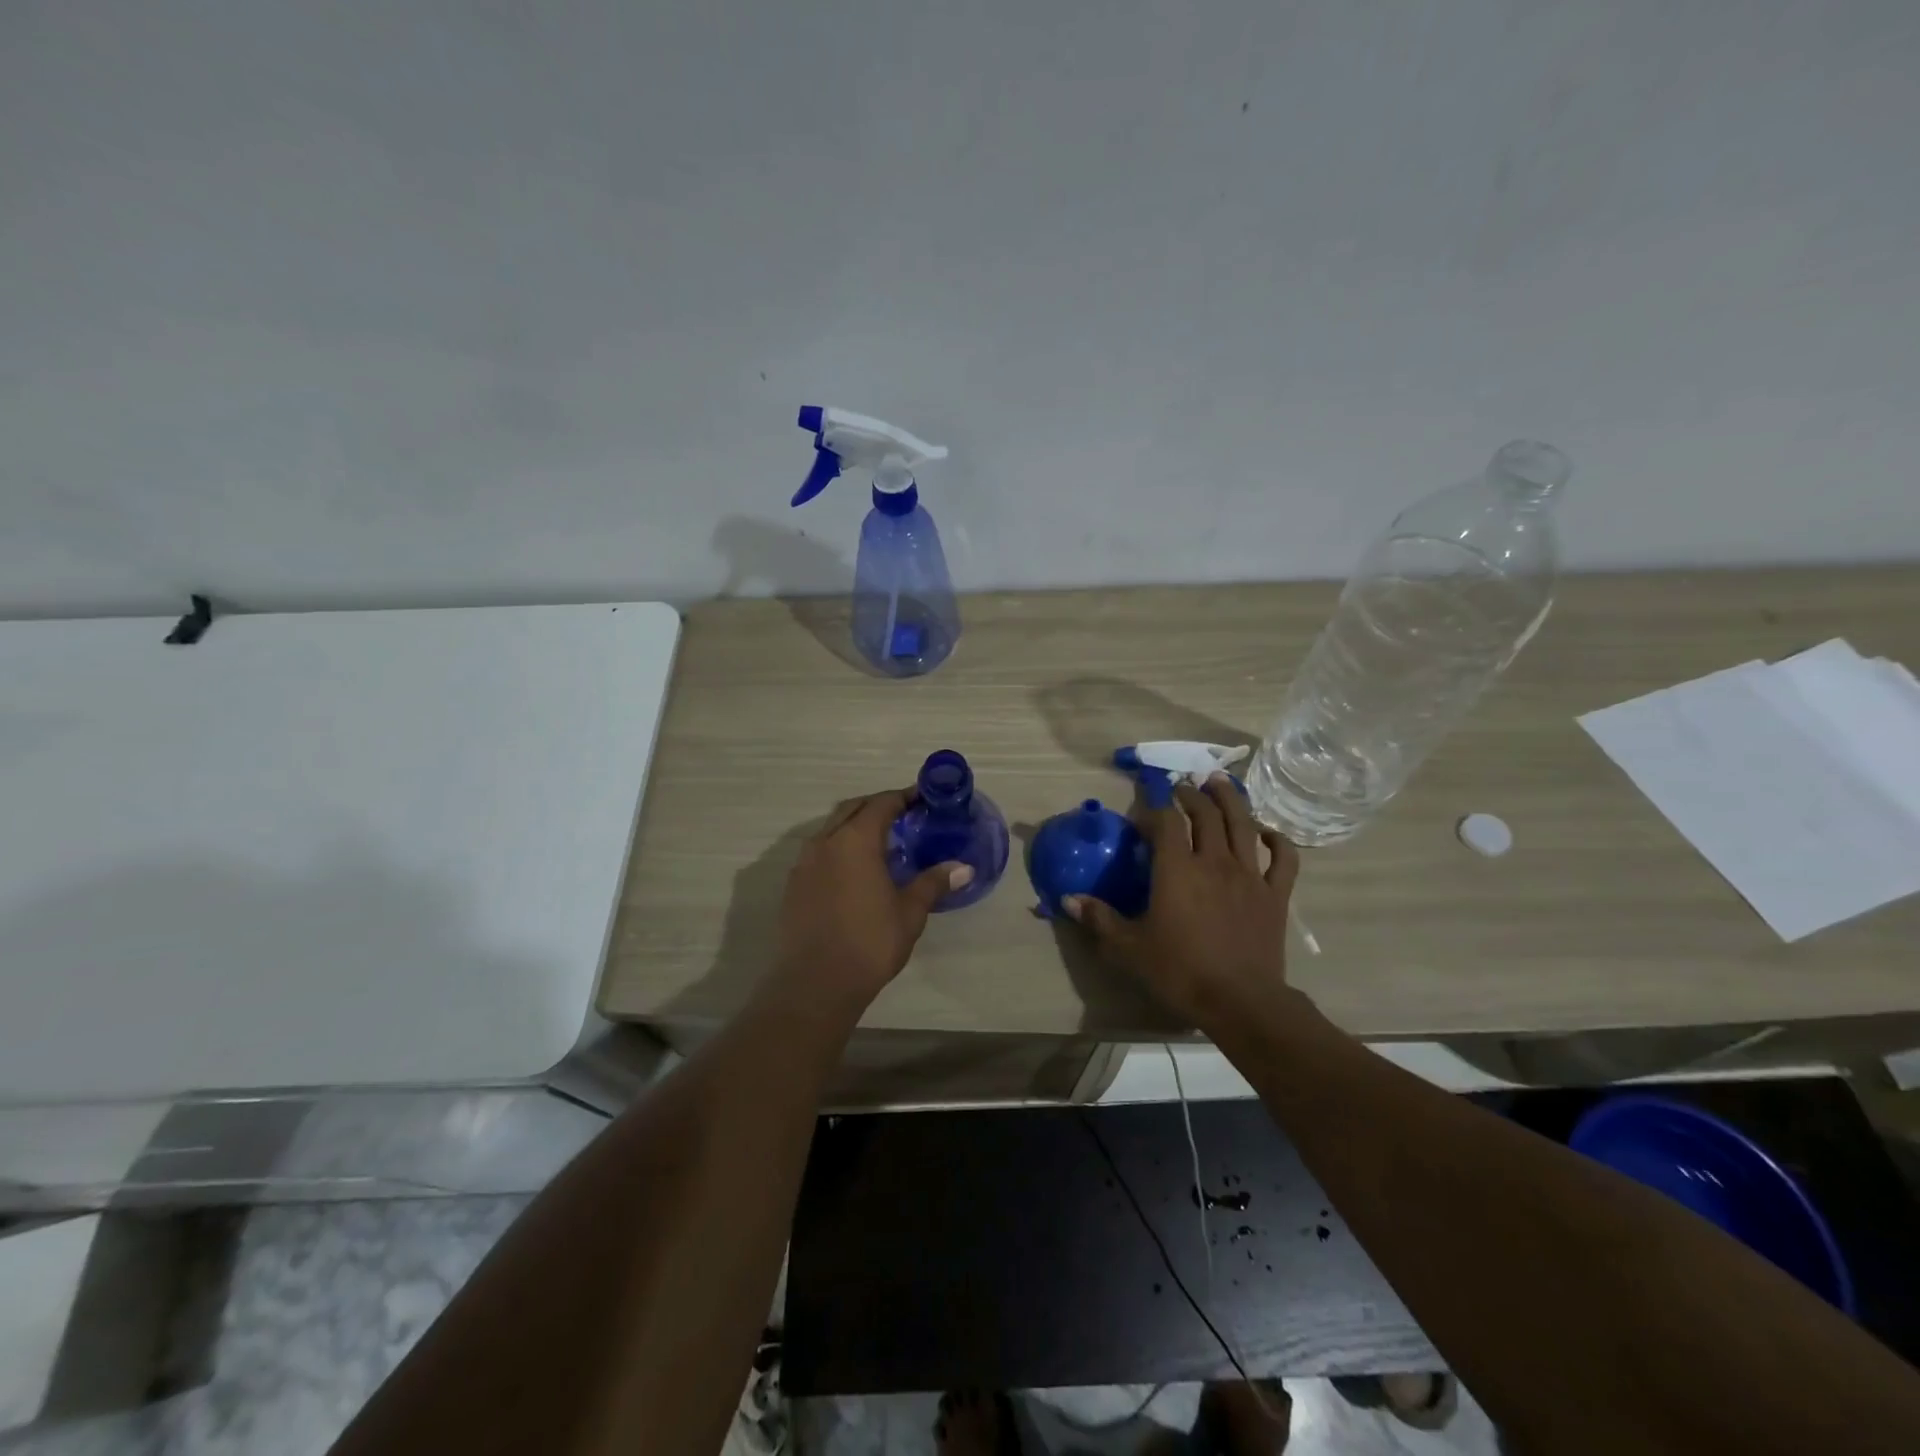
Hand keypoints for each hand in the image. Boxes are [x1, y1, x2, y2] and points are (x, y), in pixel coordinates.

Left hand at [769, 788, 972, 1012]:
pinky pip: (819, 851)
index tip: (923, 799)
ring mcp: (804, 863)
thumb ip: (933, 883)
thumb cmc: (869, 943)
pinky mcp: (793, 885)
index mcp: (855, 840)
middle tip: (904, 816)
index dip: (903, 797)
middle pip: (852, 809)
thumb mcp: (909, 912)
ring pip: (831, 828)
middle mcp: (825, 842)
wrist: (815, 984)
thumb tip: (963, 868)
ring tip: (880, 842)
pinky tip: (854, 871)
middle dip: (877, 806)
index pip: (881, 804)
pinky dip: (839, 848)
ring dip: (855, 825)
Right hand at [1065, 774, 1299, 1030]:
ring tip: (1220, 782)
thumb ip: (1099, 918)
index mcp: (1177, 869)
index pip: (1165, 822)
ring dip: (1231, 799)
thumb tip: (1068, 899)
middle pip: (1205, 813)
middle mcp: (1214, 861)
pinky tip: (1266, 832)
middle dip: (1191, 795)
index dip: (1154, 809)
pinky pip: (1283, 858)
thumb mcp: (1129, 948)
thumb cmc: (1180, 971)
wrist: (1240, 1001)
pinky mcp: (1275, 895)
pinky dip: (1277, 840)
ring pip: (1243, 824)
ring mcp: (1249, 875)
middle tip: (1182, 786)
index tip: (1144, 812)